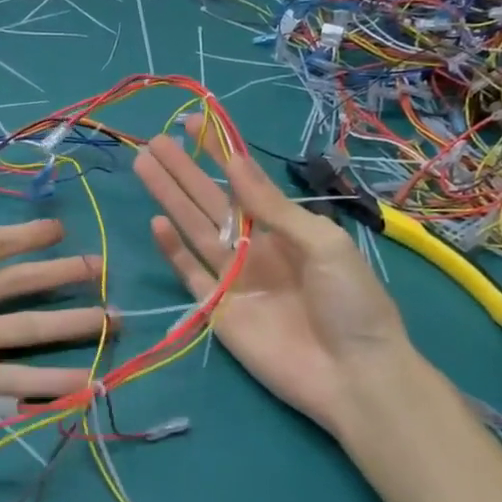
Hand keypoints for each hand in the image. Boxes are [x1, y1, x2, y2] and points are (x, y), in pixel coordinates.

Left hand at [0, 181, 113, 445]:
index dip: (28, 237)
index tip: (63, 229)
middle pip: (22, 287)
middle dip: (60, 278)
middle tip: (102, 271)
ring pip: (28, 332)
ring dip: (69, 329)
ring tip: (112, 326)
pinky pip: (12, 381)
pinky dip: (47, 384)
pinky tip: (84, 383)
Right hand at [134, 119, 411, 433]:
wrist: (355, 377)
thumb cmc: (351, 302)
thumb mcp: (323, 244)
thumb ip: (273, 208)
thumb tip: (237, 163)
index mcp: (285, 228)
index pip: (244, 182)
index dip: (219, 153)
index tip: (194, 124)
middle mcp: (256, 247)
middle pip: (211, 201)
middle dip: (184, 170)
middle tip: (154, 142)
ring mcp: (234, 278)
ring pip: (194, 229)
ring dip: (170, 198)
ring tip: (145, 166)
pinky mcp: (217, 310)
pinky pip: (190, 273)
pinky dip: (173, 250)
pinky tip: (156, 223)